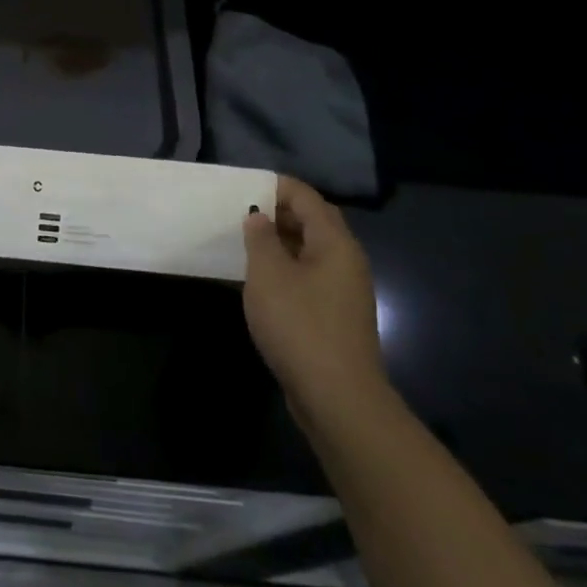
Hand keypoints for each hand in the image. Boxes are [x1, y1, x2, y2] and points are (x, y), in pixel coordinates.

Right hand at [242, 178, 390, 434]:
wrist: (338, 400)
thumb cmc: (300, 325)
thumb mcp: (268, 274)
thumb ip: (260, 238)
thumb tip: (258, 217)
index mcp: (335, 243)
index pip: (306, 197)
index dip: (274, 186)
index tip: (241, 187)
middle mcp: (346, 261)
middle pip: (312, 221)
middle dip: (277, 212)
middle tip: (240, 212)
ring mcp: (343, 291)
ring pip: (309, 250)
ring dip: (278, 242)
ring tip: (242, 242)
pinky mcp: (335, 316)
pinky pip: (308, 276)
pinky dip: (284, 268)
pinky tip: (258, 280)